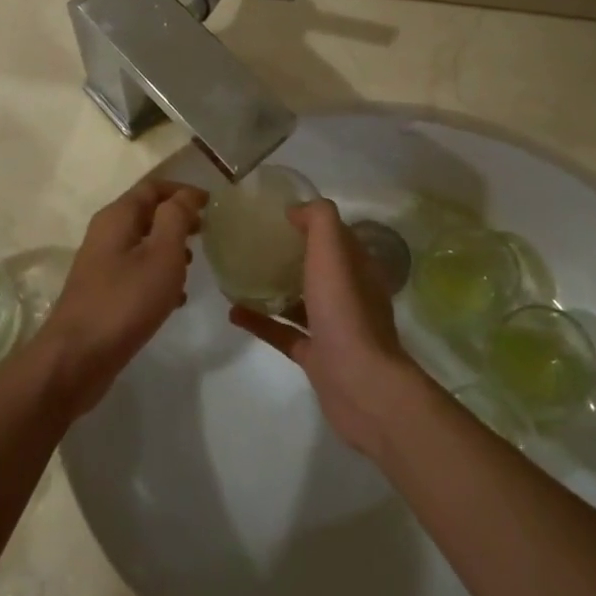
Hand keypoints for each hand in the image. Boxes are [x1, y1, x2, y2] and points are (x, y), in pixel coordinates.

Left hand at [39, 179, 207, 416]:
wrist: (77, 358)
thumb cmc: (125, 301)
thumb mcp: (161, 255)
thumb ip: (176, 219)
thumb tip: (187, 195)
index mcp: (117, 217)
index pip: (153, 187)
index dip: (183, 191)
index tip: (212, 204)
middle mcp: (106, 234)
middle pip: (146, 214)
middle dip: (178, 219)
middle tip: (207, 232)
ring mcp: (102, 265)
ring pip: (143, 245)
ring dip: (170, 249)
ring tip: (194, 265)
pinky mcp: (104, 292)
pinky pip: (136, 272)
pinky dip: (158, 276)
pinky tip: (176, 299)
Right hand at [229, 199, 424, 459]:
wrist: (361, 385)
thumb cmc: (346, 312)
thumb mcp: (333, 253)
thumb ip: (319, 221)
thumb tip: (297, 209)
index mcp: (358, 268)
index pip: (336, 237)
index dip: (311, 222)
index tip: (277, 213)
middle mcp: (350, 295)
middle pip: (319, 267)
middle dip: (291, 254)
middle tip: (254, 242)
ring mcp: (334, 328)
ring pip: (301, 301)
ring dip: (274, 288)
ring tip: (240, 274)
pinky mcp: (317, 357)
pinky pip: (284, 332)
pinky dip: (261, 322)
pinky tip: (234, 313)